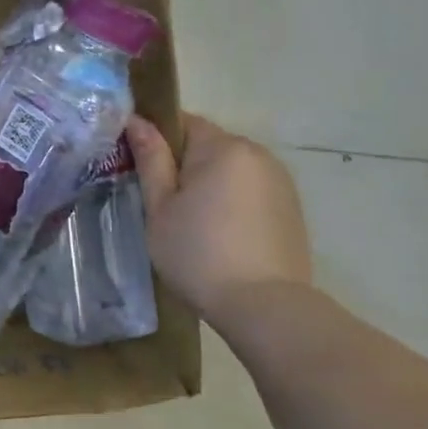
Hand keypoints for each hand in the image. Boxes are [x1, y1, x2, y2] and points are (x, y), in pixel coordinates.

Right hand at [123, 112, 311, 323]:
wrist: (264, 307)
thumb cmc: (198, 254)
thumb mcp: (160, 208)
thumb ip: (150, 160)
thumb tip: (137, 121)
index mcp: (223, 148)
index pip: (182, 122)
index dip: (156, 139)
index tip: (138, 167)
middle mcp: (257, 154)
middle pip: (208, 145)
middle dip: (182, 164)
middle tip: (160, 201)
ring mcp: (280, 181)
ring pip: (229, 169)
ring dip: (208, 184)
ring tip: (189, 222)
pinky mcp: (291, 208)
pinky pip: (249, 190)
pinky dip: (230, 202)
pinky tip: (219, 235)